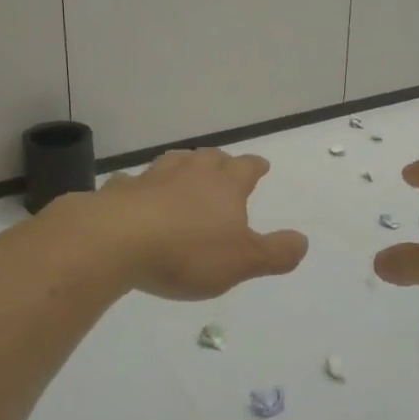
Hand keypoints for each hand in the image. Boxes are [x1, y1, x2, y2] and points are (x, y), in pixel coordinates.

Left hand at [77, 148, 308, 300]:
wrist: (115, 241)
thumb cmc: (187, 252)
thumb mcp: (242, 261)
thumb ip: (275, 253)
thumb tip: (303, 241)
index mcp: (224, 186)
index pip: (246, 168)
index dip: (255, 166)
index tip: (261, 165)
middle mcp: (190, 173)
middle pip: (210, 158)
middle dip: (220, 161)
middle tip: (224, 166)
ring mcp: (152, 179)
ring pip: (173, 162)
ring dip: (183, 164)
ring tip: (185, 170)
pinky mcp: (119, 192)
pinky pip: (133, 184)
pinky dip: (139, 187)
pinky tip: (136, 193)